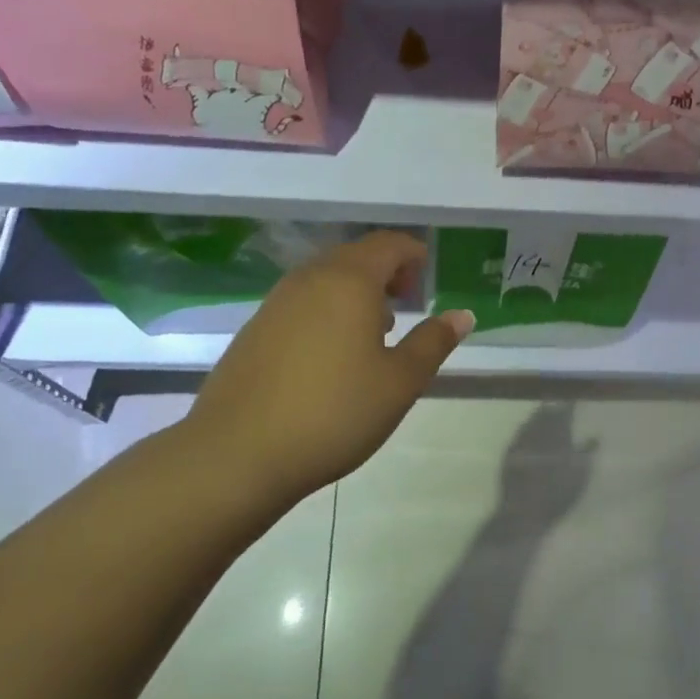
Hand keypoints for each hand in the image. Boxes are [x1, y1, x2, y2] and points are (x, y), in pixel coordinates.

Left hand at [179, 231, 473, 513]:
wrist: (237, 453)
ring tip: (376, 329)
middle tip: (408, 300)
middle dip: (386, 271)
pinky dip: (327, 310)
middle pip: (354, 257)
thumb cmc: (334, 412)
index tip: (429, 274)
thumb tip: (462, 315)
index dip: (413, 253)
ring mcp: (275, 303)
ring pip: (325, 279)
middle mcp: (309, 279)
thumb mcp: (399, 382)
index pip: (388, 245)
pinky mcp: (254, 330)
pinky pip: (302, 302)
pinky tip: (333, 352)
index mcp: (348, 280)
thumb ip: (433, 342)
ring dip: (355, 291)